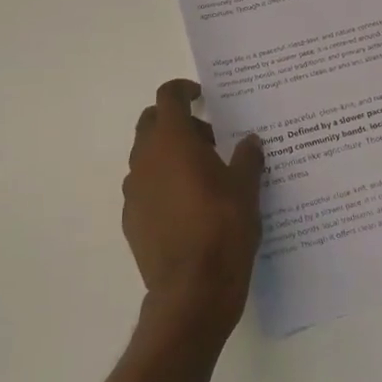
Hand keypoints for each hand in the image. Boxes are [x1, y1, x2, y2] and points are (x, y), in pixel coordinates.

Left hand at [122, 80, 265, 337]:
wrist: (191, 291)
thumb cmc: (223, 229)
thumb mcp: (246, 189)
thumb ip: (247, 158)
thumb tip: (250, 141)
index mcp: (172, 141)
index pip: (168, 97)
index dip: (184, 90)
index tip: (203, 97)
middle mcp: (145, 159)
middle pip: (152, 123)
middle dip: (178, 122)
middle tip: (210, 139)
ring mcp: (134, 191)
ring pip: (147, 156)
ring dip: (170, 155)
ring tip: (204, 176)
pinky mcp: (131, 219)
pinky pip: (145, 188)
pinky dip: (163, 185)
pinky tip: (189, 208)